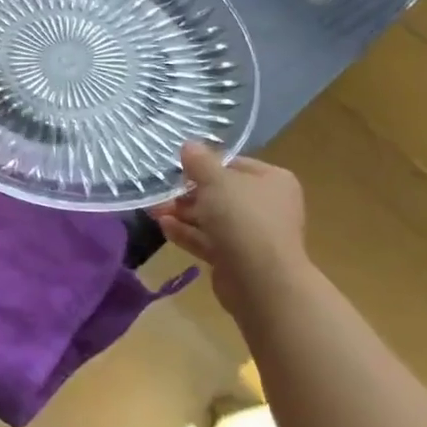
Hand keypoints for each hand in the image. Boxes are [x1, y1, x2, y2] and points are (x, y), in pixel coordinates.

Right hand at [149, 142, 306, 315]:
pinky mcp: (237, 258)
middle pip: (221, 193)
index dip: (205, 164)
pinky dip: (187, 233)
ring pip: (212, 218)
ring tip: (154, 210)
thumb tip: (189, 145)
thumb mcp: (216, 180)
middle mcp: (266, 205)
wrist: (261, 280)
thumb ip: (199, 161)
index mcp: (272, 181)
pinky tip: (163, 227)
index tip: (178, 167)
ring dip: (183, 213)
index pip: (234, 164)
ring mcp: (253, 234)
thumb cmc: (243, 219)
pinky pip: (209, 240)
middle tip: (160, 191)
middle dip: (187, 192)